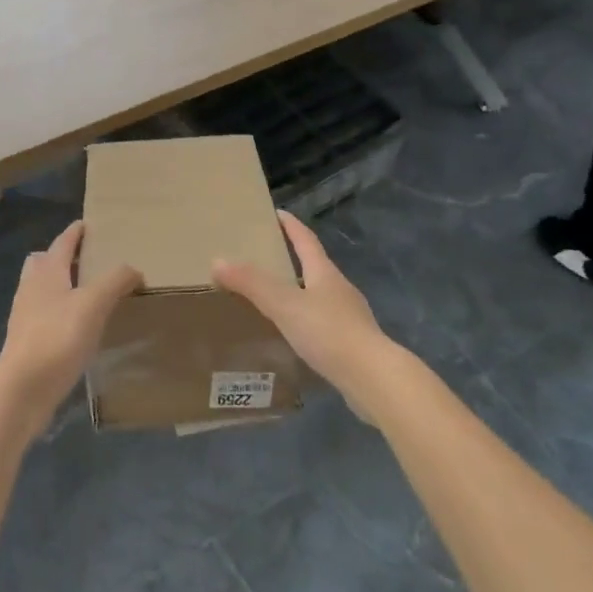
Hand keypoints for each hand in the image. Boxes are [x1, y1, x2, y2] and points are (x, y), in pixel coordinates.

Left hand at [0, 220, 141, 428]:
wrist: (22, 387)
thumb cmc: (58, 336)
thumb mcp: (94, 304)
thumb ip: (115, 281)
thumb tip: (134, 269)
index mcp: (47, 272)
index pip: (62, 242)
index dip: (76, 232)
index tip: (88, 224)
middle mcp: (32, 288)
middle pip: (43, 262)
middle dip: (61, 257)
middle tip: (86, 259)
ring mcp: (25, 316)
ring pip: (41, 289)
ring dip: (60, 286)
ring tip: (86, 294)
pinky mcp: (26, 341)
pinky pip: (44, 316)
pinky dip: (59, 312)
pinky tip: (76, 327)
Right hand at [211, 211, 395, 402]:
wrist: (374, 378)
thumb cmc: (329, 332)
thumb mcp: (284, 304)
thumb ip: (252, 283)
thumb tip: (218, 260)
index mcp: (325, 273)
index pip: (306, 240)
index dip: (291, 225)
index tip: (277, 213)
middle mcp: (340, 289)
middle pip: (315, 266)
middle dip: (293, 258)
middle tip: (267, 256)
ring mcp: (350, 316)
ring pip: (320, 295)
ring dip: (301, 291)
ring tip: (277, 297)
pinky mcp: (353, 343)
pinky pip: (324, 322)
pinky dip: (308, 320)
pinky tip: (297, 335)